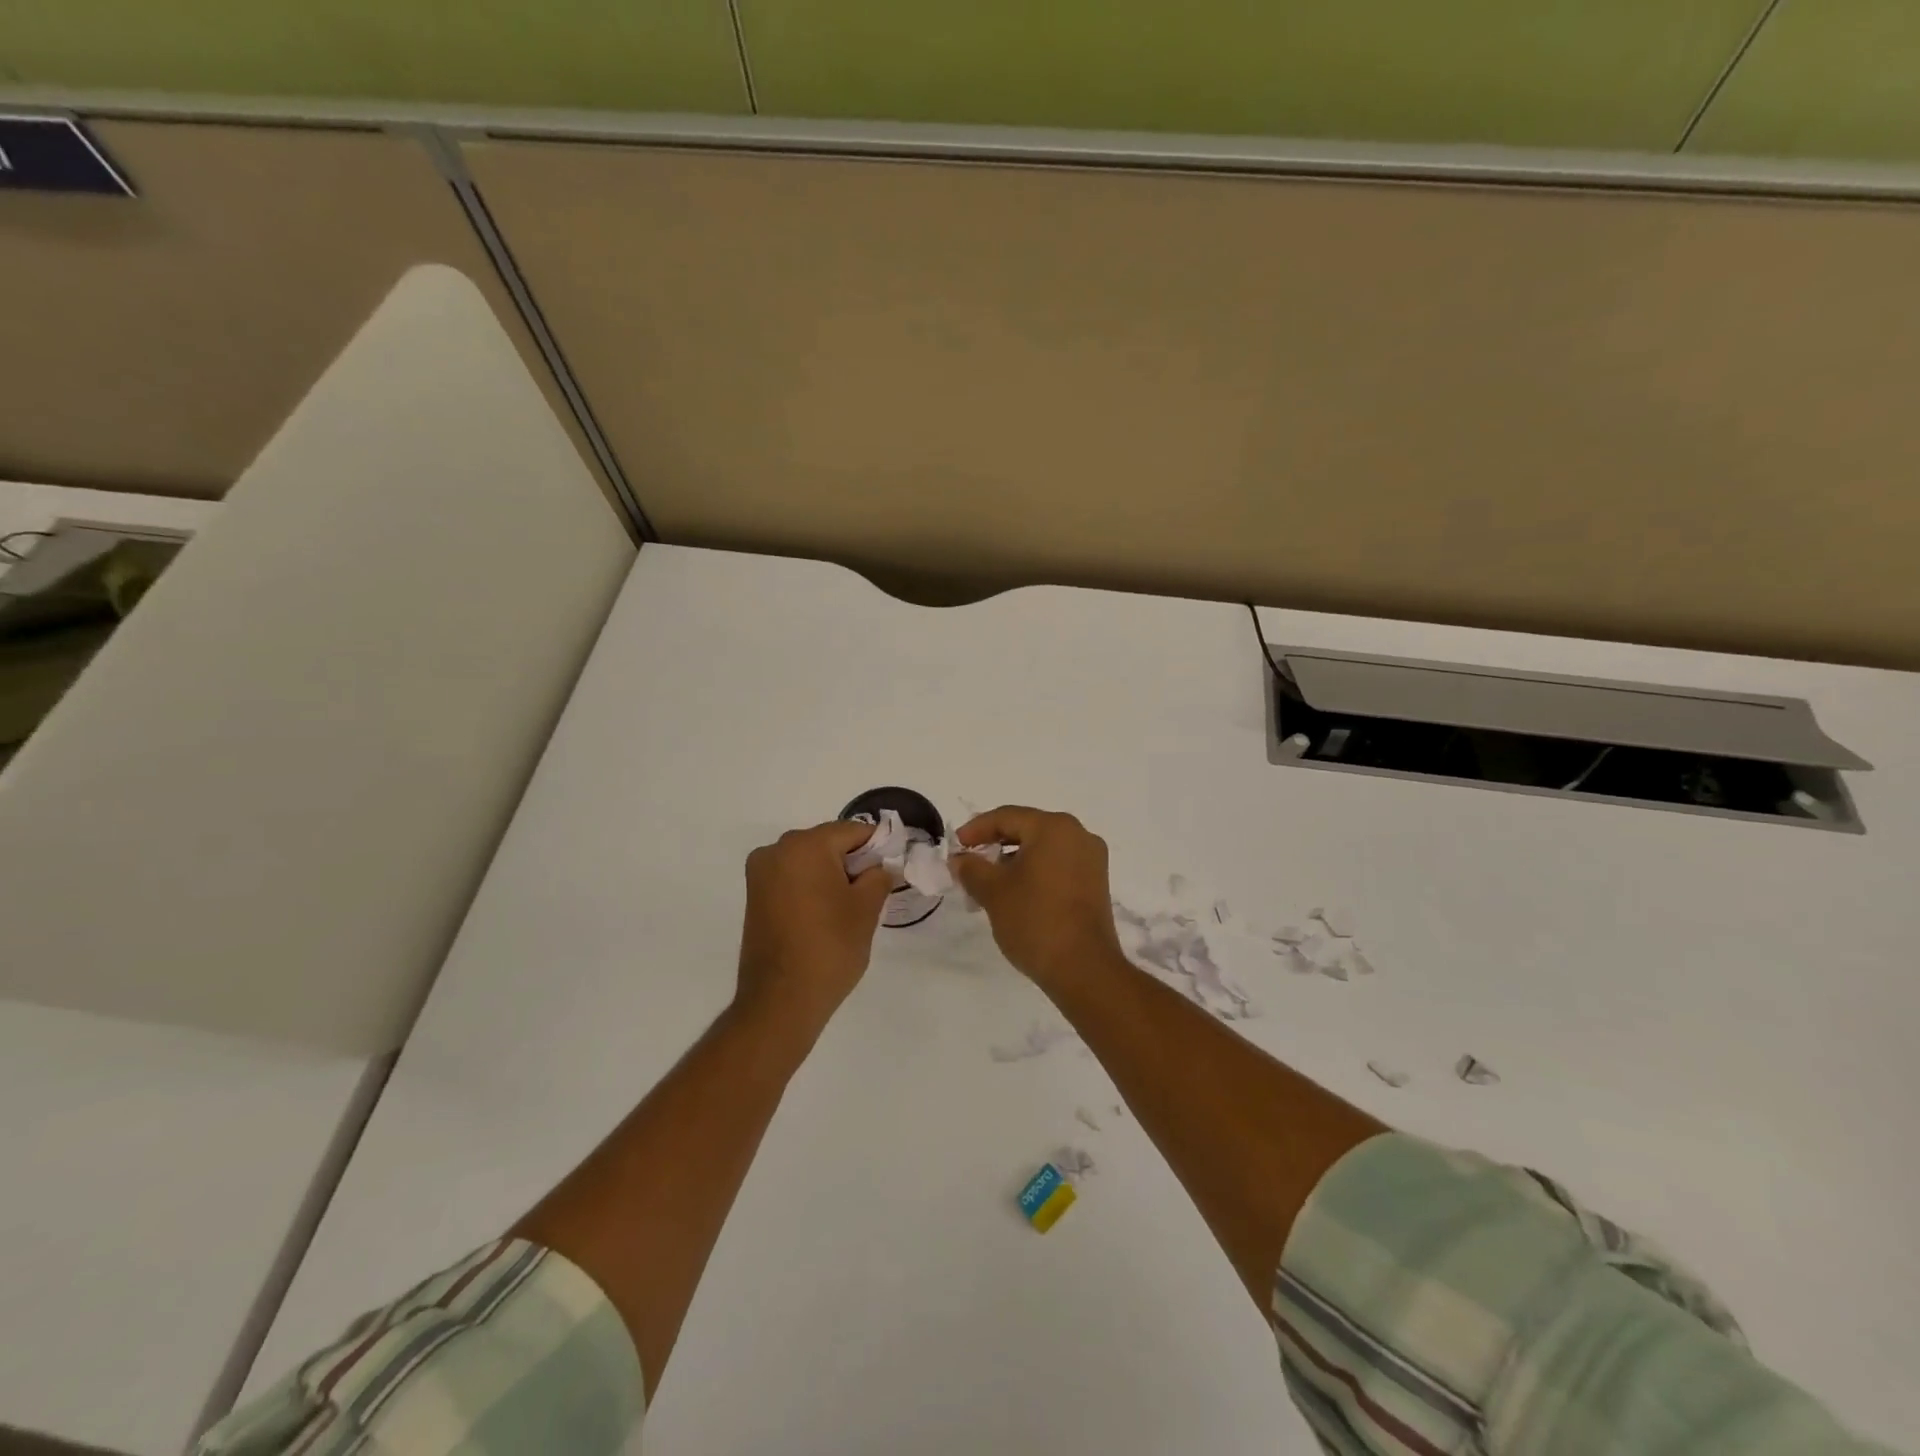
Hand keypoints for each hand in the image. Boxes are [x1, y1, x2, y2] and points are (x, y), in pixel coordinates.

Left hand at [736, 820, 892, 1039]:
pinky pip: (791, 877)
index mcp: (805, 845)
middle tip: (873, 891)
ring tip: (849, 907)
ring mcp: (761, 873)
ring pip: (808, 860)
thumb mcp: (866, 909)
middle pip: (827, 842)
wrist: (780, 1001)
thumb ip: (879, 876)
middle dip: (852, 860)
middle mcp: (777, 850)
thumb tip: (880, 867)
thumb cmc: (829, 948)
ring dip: (831, 874)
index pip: (852, 831)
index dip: (877, 846)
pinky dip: (811, 886)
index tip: (893, 868)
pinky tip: (825, 913)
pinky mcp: (754, 896)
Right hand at [950, 806, 1127, 995]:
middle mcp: (1078, 835)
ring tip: (988, 883)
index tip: (956, 846)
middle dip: (995, 845)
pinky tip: (1015, 893)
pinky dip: (1034, 872)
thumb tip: (960, 859)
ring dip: (1013, 861)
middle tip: (969, 862)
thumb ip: (971, 868)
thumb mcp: (993, 892)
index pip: (1007, 817)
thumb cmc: (1035, 920)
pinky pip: (1058, 865)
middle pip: (1027, 829)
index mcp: (1054, 827)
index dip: (976, 829)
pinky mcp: (1096, 883)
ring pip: (1043, 849)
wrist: (1084, 969)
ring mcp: (1091, 860)